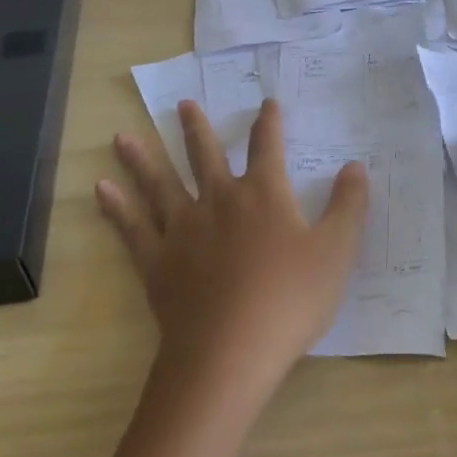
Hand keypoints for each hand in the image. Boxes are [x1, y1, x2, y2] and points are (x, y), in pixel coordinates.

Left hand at [97, 98, 367, 396]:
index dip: (269, 122)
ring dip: (142, 158)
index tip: (268, 103)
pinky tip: (101, 189)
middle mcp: (219, 200)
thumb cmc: (289, 301)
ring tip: (122, 137)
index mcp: (263, 195)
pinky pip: (132, 227)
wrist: (229, 353)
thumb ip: (348, 206)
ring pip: (160, 183)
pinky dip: (116, 207)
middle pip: (206, 155)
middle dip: (197, 129)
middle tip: (184, 105)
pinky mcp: (157, 261)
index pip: (268, 147)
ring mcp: (183, 229)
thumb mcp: (335, 252)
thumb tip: (356, 165)